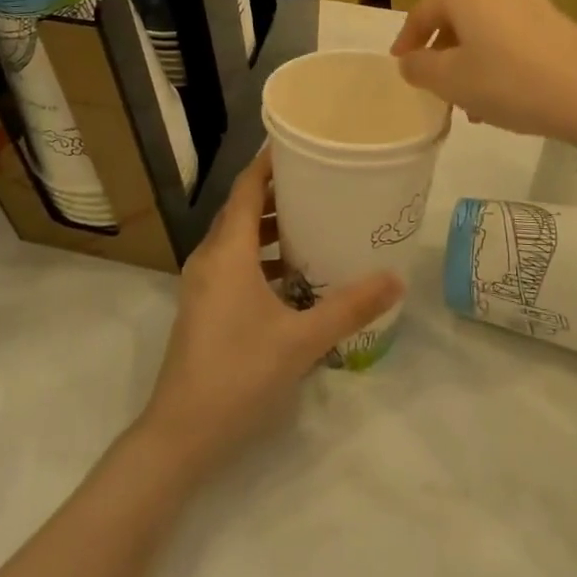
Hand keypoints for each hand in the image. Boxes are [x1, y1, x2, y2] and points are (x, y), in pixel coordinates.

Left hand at [139, 151, 401, 474]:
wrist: (180, 434)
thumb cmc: (239, 374)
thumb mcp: (301, 340)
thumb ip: (349, 307)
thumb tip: (395, 278)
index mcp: (228, 251)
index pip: (247, 187)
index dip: (269, 162)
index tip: (299, 142)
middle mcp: (210, 257)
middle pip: (241, 208)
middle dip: (276, 191)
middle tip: (318, 179)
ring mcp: (202, 284)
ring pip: (236, 237)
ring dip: (268, 225)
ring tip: (310, 220)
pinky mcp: (202, 306)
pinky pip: (232, 262)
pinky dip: (259, 254)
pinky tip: (291, 274)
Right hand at [390, 0, 576, 141]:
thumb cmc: (510, 83)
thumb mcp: (451, 82)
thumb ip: (420, 68)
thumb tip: (411, 60)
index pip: (423, 11)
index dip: (407, 39)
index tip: (400, 63)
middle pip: (456, 17)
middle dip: (443, 52)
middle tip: (435, 85)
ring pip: (485, 28)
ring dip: (471, 60)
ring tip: (470, 102)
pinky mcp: (554, 17)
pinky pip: (511, 34)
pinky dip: (497, 58)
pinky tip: (503, 95)